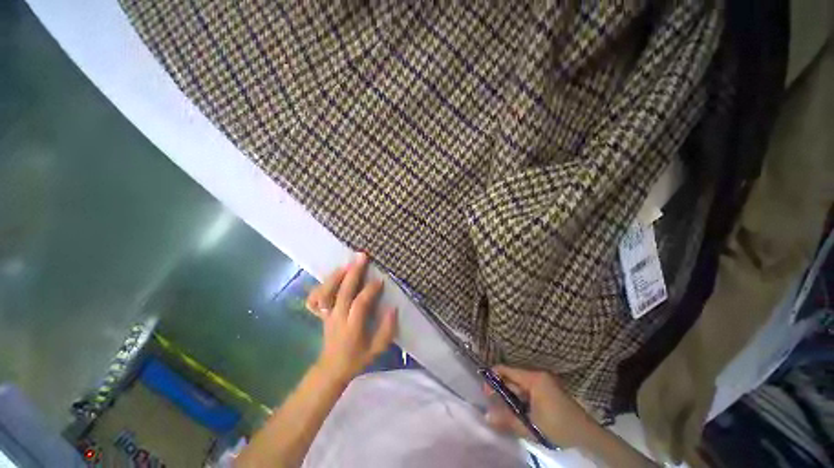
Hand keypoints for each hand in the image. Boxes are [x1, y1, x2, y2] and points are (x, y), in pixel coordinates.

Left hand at [305, 252, 397, 384]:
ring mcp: (327, 315)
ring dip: (336, 276)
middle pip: (343, 292)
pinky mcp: (320, 314)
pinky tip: (331, 278)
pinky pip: (314, 298)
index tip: (380, 280)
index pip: (360, 303)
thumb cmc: (357, 358)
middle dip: (353, 273)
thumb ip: (387, 330)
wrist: (331, 369)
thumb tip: (393, 308)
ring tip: (348, 263)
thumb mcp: (377, 349)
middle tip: (362, 257)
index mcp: (352, 327)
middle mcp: (337, 318)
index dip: (370, 290)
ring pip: (326, 292)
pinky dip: (320, 286)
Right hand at [484, 365, 600, 448]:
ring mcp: (544, 381)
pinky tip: (518, 410)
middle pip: (513, 377)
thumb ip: (507, 420)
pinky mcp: (548, 389)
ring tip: (504, 409)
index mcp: (534, 378)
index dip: (493, 378)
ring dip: (511, 395)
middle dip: (502, 389)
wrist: (586, 435)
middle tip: (492, 403)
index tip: (485, 391)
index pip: (507, 370)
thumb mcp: (530, 426)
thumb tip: (486, 416)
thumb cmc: (558, 427)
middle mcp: (538, 375)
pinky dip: (521, 398)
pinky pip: (528, 389)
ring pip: (520, 384)